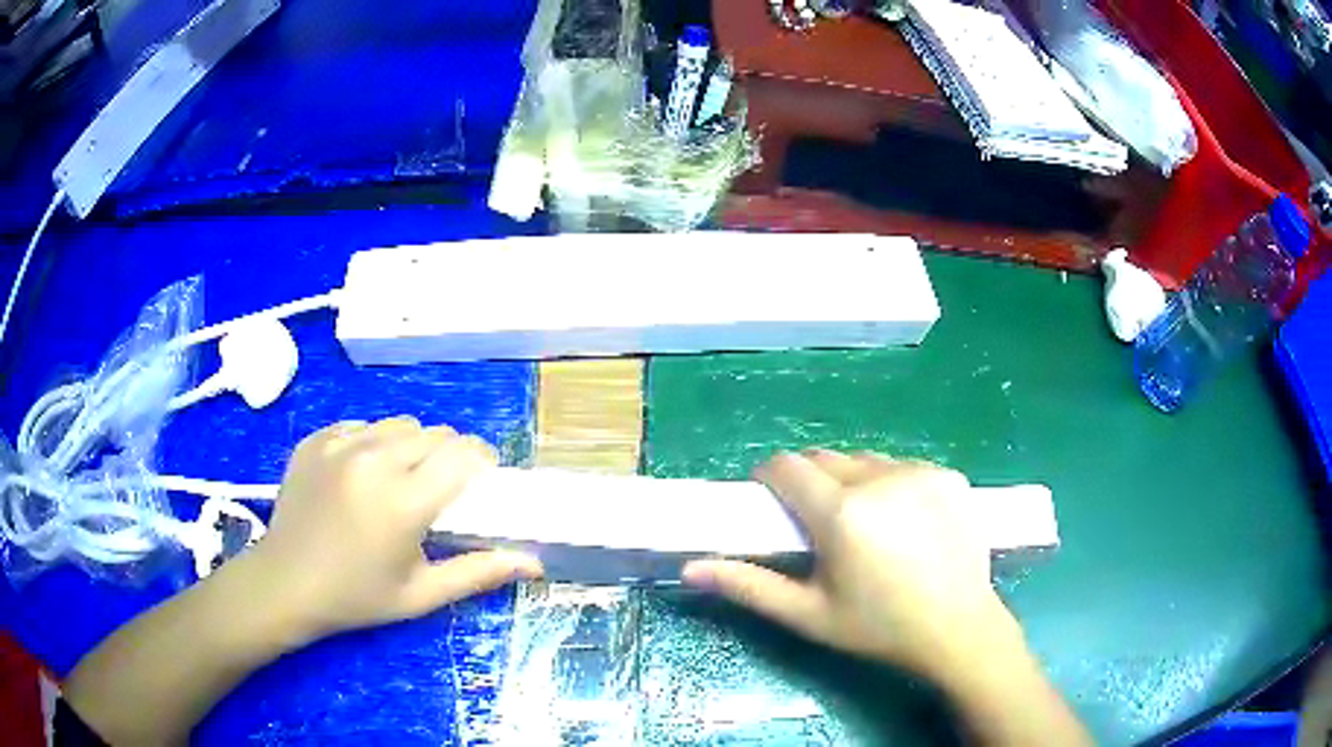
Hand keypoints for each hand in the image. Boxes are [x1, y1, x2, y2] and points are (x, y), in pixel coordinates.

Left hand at [249, 417, 543, 640]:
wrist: (286, 584)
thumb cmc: (357, 596)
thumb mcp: (421, 594)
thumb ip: (478, 573)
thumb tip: (533, 562)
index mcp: (404, 500)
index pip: (463, 453)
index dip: (481, 462)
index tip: (481, 482)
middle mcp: (374, 460)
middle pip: (434, 433)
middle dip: (448, 455)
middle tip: (439, 489)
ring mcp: (340, 444)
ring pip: (398, 424)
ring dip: (411, 446)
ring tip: (399, 479)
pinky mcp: (316, 439)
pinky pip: (361, 426)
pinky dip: (372, 444)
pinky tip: (361, 476)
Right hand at [683, 450, 1022, 679]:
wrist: (959, 629)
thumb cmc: (878, 627)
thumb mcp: (809, 615)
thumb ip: (749, 586)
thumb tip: (691, 568)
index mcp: (841, 512)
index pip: (787, 466)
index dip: (770, 478)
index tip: (771, 503)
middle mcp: (880, 479)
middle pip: (825, 457)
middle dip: (809, 480)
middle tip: (817, 523)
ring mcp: (920, 472)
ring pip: (865, 459)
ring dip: (851, 480)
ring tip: (863, 523)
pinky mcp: (949, 475)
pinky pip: (903, 466)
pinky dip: (891, 484)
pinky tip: (904, 521)